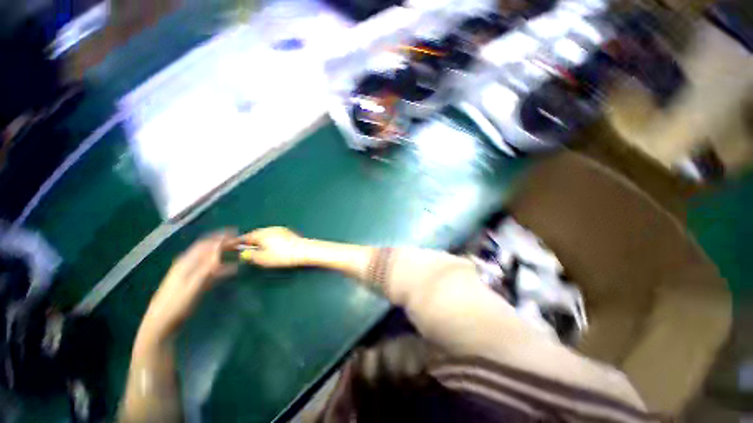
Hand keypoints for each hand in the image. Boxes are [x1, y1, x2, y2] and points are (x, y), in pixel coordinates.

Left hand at [138, 231, 237, 344]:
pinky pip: (210, 270)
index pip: (205, 243)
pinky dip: (221, 267)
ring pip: (209, 259)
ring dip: (223, 254)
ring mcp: (190, 274)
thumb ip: (207, 266)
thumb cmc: (176, 304)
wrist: (161, 324)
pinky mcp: (193, 283)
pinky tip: (230, 269)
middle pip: (207, 249)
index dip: (220, 236)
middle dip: (222, 243)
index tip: (235, 232)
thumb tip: (219, 247)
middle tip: (238, 241)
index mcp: (186, 262)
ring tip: (237, 252)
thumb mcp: (193, 285)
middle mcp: (187, 264)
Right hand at [233, 227, 305, 267]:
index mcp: (260, 234)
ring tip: (260, 249)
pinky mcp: (287, 232)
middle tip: (247, 250)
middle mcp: (269, 229)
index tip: (233, 247)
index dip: (238, 243)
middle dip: (250, 241)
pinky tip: (273, 247)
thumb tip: (243, 254)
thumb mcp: (262, 259)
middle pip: (255, 234)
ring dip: (260, 241)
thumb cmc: (282, 255)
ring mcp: (279, 229)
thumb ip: (250, 256)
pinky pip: (273, 235)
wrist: (303, 250)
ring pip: (265, 234)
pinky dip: (270, 240)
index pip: (245, 237)